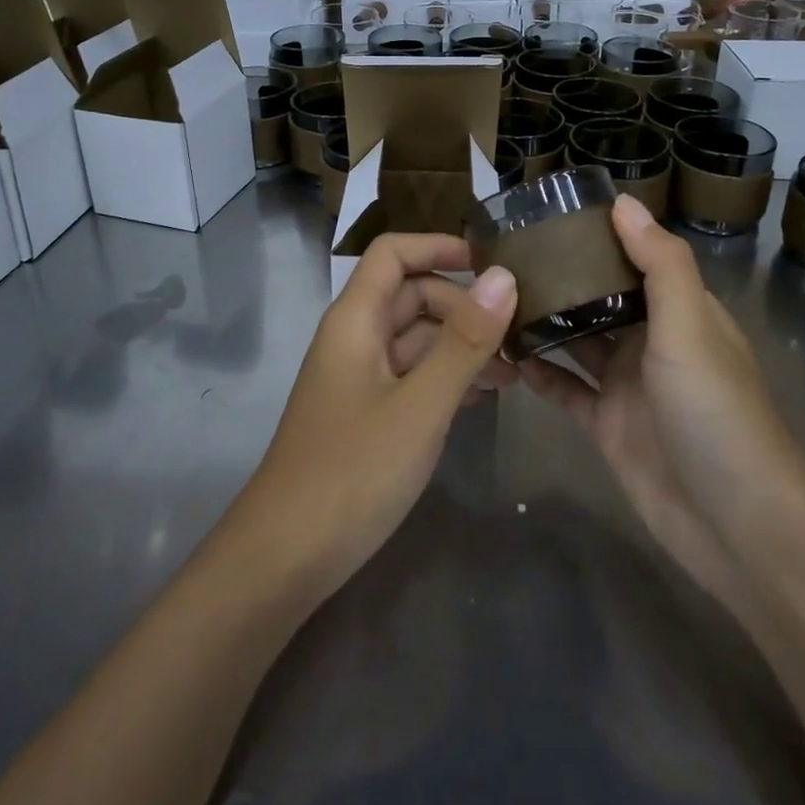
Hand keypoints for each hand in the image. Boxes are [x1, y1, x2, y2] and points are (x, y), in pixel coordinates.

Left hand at [230, 234, 517, 603]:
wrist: (286, 557)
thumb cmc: (352, 471)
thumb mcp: (420, 405)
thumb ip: (464, 340)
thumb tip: (504, 275)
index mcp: (356, 319)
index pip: (394, 253)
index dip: (439, 247)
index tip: (493, 264)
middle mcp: (356, 338)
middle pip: (412, 295)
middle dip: (464, 306)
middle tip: (518, 333)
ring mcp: (360, 378)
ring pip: (416, 339)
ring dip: (461, 345)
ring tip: (514, 372)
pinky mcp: (367, 413)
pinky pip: (412, 376)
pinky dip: (447, 377)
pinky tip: (483, 397)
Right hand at [519, 195, 799, 600]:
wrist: (735, 523)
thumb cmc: (714, 410)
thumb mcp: (689, 325)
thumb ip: (659, 262)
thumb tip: (623, 201)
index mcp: (679, 312)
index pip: (637, 259)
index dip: (600, 236)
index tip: (550, 214)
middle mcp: (653, 342)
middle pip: (601, 298)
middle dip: (563, 277)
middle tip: (506, 253)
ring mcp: (627, 385)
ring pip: (579, 342)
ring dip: (545, 321)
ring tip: (497, 296)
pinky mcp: (607, 425)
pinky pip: (566, 390)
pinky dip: (540, 373)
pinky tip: (505, 354)